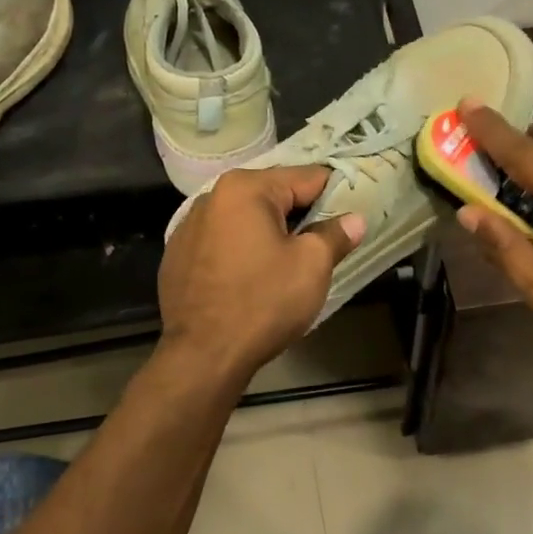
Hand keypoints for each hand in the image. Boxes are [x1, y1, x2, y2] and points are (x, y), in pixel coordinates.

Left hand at [157, 166, 363, 389]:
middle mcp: (212, 196)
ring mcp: (189, 226)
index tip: (351, 215)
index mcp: (246, 188)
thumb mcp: (311, 266)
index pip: (306, 177)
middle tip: (324, 243)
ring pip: (246, 218)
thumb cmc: (263, 302)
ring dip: (269, 232)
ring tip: (289, 262)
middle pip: (273, 195)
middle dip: (300, 215)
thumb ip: (335, 235)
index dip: (335, 195)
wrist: (201, 356)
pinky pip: (222, 241)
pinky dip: (242, 250)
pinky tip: (252, 277)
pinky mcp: (178, 255)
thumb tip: (354, 219)